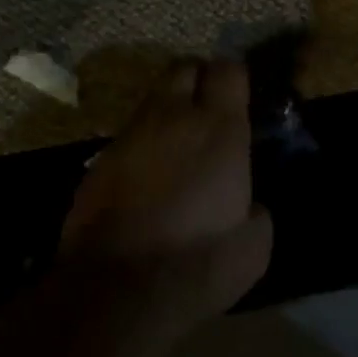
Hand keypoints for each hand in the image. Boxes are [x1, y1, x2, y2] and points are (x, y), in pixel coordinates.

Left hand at [61, 60, 273, 321]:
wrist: (118, 287)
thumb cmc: (198, 262)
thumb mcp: (253, 246)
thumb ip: (257, 211)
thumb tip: (251, 204)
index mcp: (218, 128)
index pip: (228, 70)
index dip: (234, 78)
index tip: (240, 97)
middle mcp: (173, 116)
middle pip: (184, 69)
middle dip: (197, 80)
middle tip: (207, 111)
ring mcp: (131, 133)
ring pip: (153, 99)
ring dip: (167, 112)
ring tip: (176, 146)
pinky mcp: (100, 158)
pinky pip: (128, 135)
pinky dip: (142, 144)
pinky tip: (146, 177)